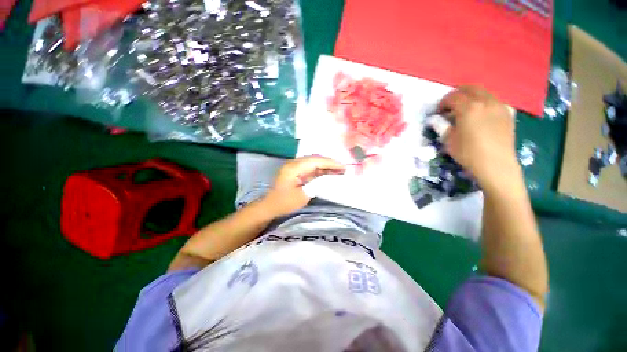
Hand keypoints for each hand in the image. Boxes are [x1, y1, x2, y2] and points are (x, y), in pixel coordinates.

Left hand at [262, 156, 345, 216]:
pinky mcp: (297, 172)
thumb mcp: (303, 195)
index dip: (331, 163)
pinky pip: (311, 168)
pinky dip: (321, 171)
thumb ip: (316, 184)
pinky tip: (329, 174)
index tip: (343, 167)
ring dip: (326, 166)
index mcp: (294, 167)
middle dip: (330, 163)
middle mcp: (294, 163)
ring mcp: (295, 167)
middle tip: (344, 169)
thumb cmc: (285, 203)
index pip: (316, 161)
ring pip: (314, 163)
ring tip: (340, 171)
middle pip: (316, 159)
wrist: (270, 206)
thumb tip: (329, 178)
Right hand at [438, 86, 520, 191]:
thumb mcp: (449, 140)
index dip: (443, 102)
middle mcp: (486, 102)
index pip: (453, 97)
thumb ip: (441, 126)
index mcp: (469, 108)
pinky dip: (485, 103)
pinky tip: (482, 114)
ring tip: (466, 110)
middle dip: (458, 94)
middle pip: (470, 89)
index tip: (439, 112)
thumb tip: (434, 119)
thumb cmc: (469, 153)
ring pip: (484, 93)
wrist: (496, 164)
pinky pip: (495, 101)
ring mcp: (499, 106)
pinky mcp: (508, 113)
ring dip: (472, 97)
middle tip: (451, 106)